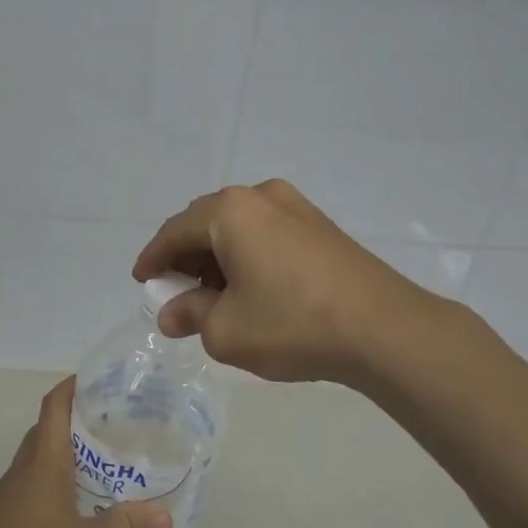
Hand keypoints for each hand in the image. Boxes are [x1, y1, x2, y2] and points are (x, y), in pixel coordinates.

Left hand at [0, 378, 171, 527]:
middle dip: (73, 430)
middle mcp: (20, 474)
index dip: (71, 388)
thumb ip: (128, 527)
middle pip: (44, 437)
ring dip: (61, 467)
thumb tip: (165, 515)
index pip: (54, 408)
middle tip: (109, 434)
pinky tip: (67, 524)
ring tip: (96, 478)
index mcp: (43, 464)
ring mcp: (2, 503)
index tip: (93, 381)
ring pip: (34, 470)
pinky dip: (48, 499)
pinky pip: (25, 499)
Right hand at [133, 179, 451, 385]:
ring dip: (217, 256)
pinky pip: (266, 232)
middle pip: (205, 223)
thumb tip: (172, 315)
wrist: (385, 329)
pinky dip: (247, 255)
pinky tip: (251, 287)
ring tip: (214, 295)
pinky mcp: (320, 225)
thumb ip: (191, 316)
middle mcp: (260, 197)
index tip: (141, 280)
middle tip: (177, 291)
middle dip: (186, 256)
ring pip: (238, 227)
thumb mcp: (226, 330)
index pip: (174, 232)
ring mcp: (295, 207)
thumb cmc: (293, 323)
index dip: (153, 258)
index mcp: (229, 212)